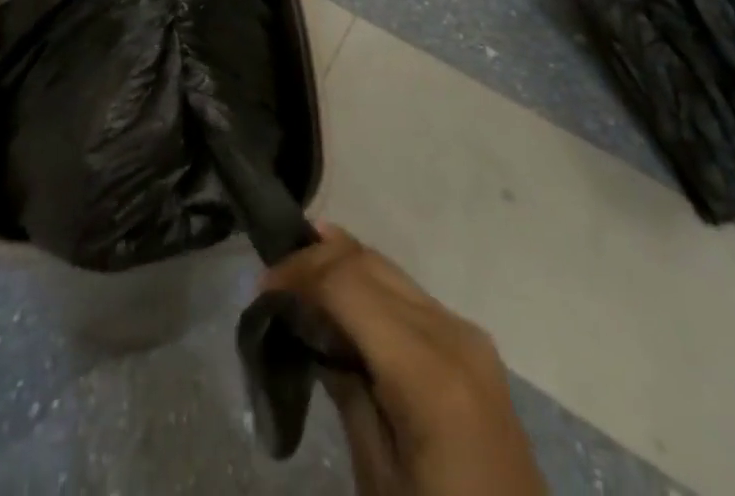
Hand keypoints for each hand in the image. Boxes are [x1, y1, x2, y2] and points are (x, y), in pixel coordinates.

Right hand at [262, 225, 544, 495]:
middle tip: (272, 281)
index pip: (349, 284)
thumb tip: (311, 331)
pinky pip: (410, 295)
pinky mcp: (473, 344)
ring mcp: (468, 333)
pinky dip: (370, 287)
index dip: (301, 274)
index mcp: (429, 371)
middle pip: (370, 264)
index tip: (261, 288)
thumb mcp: (379, 478)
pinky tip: (343, 301)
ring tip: (298, 281)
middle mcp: (452, 332)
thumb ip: (346, 391)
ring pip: (389, 270)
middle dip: (316, 260)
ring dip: (341, 266)